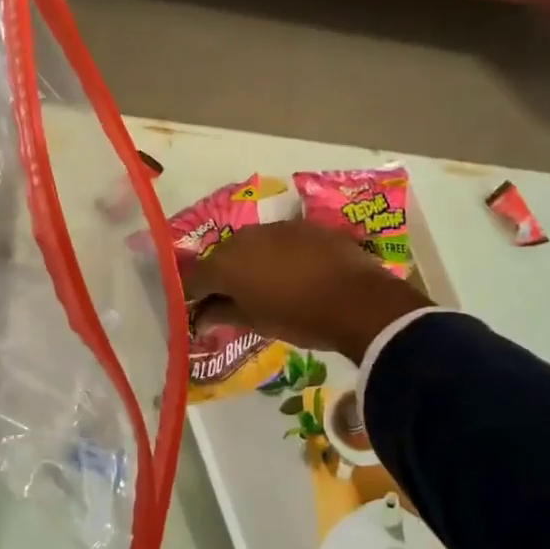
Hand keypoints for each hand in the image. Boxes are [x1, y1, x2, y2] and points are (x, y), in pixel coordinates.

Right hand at [180, 220, 430, 364]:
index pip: (194, 278)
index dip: (191, 294)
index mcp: (225, 264)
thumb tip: (202, 316)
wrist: (358, 301)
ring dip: (250, 262)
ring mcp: (276, 227)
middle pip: (221, 256)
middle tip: (229, 299)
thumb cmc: (299, 318)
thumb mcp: (257, 322)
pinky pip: (280, 240)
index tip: (195, 309)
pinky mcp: (305, 226)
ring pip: (251, 245)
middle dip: (221, 276)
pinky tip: (291, 272)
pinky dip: (278, 255)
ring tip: (262, 285)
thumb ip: (225, 313)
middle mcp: (244, 238)